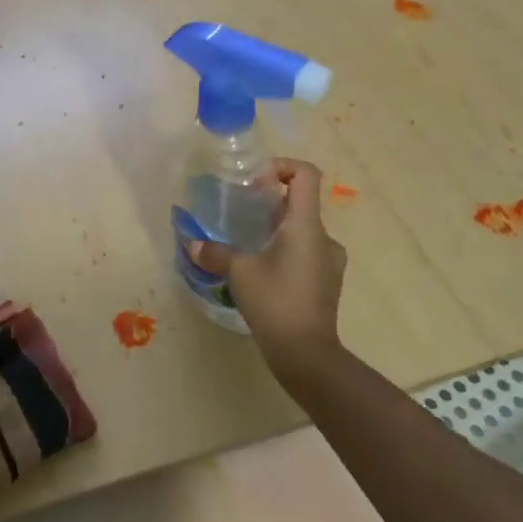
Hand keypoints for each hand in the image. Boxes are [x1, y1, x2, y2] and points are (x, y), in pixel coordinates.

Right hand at [187, 158, 347, 378]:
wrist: (306, 354)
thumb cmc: (276, 302)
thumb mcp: (239, 273)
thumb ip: (216, 253)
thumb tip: (192, 243)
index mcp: (306, 225)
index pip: (305, 175)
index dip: (281, 167)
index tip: (255, 182)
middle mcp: (324, 237)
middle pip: (300, 202)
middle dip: (270, 203)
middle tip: (240, 214)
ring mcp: (330, 262)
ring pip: (302, 230)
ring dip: (277, 230)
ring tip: (248, 245)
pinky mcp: (326, 282)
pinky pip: (306, 253)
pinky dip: (285, 252)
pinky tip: (262, 272)